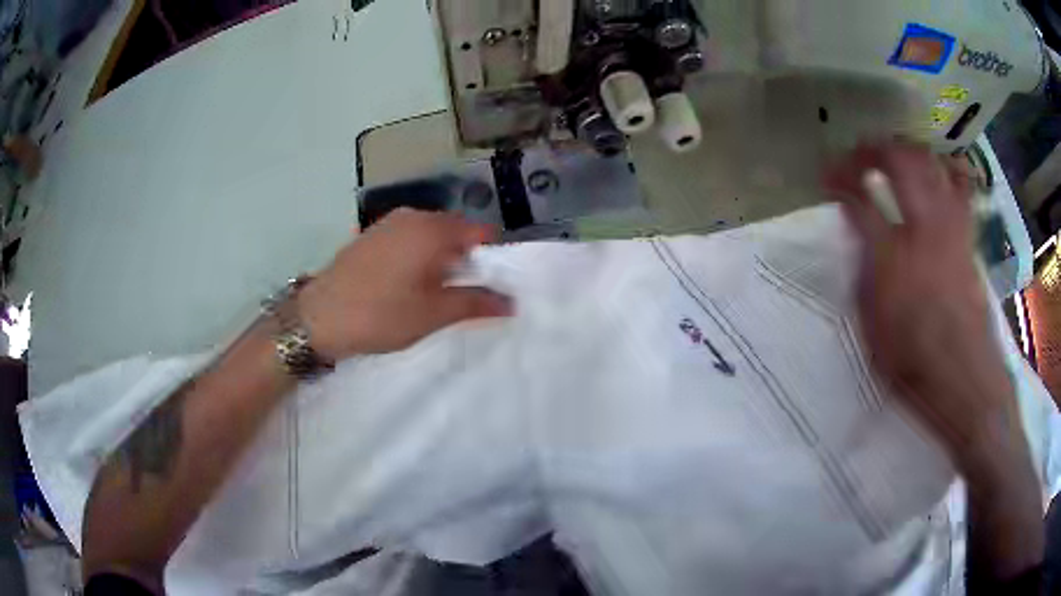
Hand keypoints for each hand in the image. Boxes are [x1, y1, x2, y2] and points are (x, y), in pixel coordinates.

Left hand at [297, 209, 512, 358]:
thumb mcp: (433, 314)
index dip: (493, 258)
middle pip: (456, 232)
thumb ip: (476, 303)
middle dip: (466, 260)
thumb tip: (511, 302)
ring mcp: (388, 223)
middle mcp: (413, 216)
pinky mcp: (371, 236)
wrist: (317, 318)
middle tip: (463, 296)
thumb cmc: (380, 314)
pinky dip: (418, 258)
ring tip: (434, 294)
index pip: (482, 232)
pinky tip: (407, 286)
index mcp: (433, 229)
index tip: (491, 286)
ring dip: (441, 260)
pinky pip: (408, 240)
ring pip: (431, 237)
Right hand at [823, 142, 1022, 471]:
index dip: (839, 179)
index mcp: (891, 257)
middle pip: (898, 161)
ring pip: (931, 164)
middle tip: (858, 154)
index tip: (827, 176)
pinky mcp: (967, 237)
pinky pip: (960, 187)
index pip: (859, 199)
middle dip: (872, 148)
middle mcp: (922, 228)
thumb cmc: (914, 363)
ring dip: (907, 150)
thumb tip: (861, 239)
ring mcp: (950, 227)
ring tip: (895, 154)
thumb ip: (865, 274)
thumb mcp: (873, 326)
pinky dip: (947, 169)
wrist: (964, 378)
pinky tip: (940, 169)